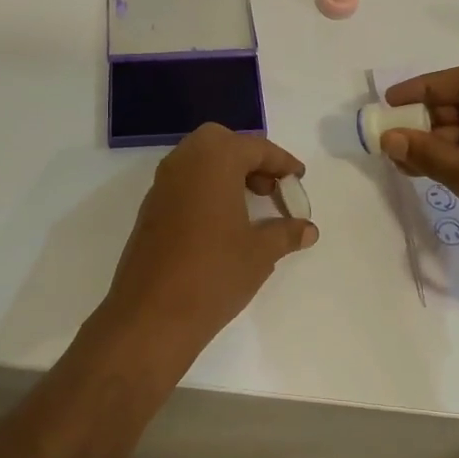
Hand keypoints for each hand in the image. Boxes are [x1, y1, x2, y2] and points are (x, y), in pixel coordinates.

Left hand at [97, 124, 317, 365]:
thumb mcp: (260, 252)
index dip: (281, 161)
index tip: (298, 177)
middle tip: (270, 187)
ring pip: (198, 161)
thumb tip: (308, 229)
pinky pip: (184, 183)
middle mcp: (183, 162)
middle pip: (220, 143)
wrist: (152, 314)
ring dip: (226, 173)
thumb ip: (286, 233)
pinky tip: (223, 223)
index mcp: (214, 160)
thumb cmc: (214, 273)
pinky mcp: (150, 209)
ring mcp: (162, 185)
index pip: (254, 147)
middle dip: (249, 159)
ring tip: (251, 205)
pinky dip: (206, 189)